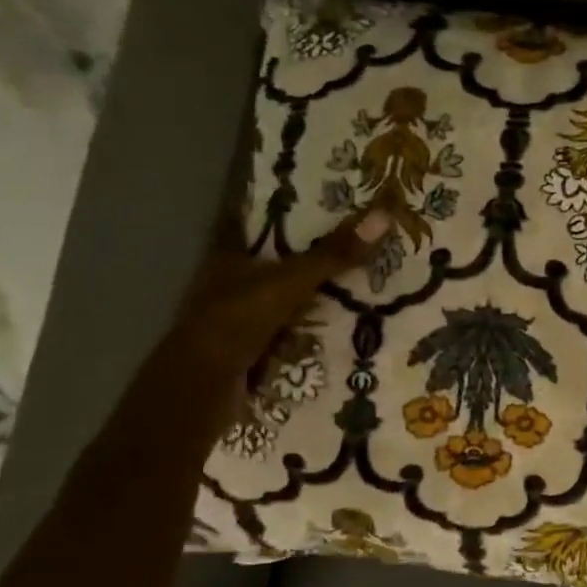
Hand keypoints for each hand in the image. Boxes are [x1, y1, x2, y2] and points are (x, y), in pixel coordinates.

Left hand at [171, 209, 391, 383]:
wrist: (203, 385)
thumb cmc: (238, 320)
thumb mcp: (291, 282)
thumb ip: (333, 255)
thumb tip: (383, 215)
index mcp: (227, 256)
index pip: (254, 221)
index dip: (282, 210)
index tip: (319, 201)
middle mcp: (227, 282)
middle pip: (272, 261)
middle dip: (307, 257)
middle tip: (354, 245)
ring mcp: (236, 318)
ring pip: (280, 297)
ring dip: (311, 296)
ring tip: (358, 286)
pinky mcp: (247, 349)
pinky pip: (286, 331)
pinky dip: (308, 330)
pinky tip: (339, 329)